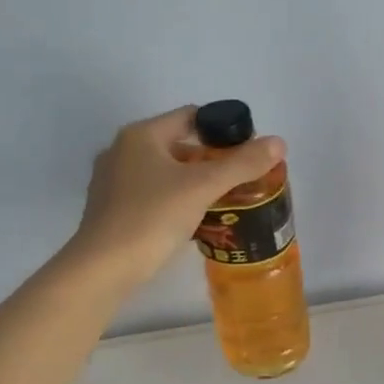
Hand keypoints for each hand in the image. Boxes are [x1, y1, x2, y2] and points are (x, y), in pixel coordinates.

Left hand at [69, 107, 285, 289]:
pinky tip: (193, 219)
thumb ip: (242, 163)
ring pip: (165, 171)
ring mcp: (112, 180)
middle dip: (211, 158)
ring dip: (194, 180)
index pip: (191, 116)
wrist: (103, 267)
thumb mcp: (203, 187)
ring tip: (224, 199)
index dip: (223, 128)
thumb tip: (279, 142)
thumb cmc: (152, 217)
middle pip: (178, 144)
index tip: (248, 151)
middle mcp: (122, 150)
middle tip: (241, 178)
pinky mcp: (111, 208)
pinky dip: (175, 199)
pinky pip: (152, 193)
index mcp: (141, 135)